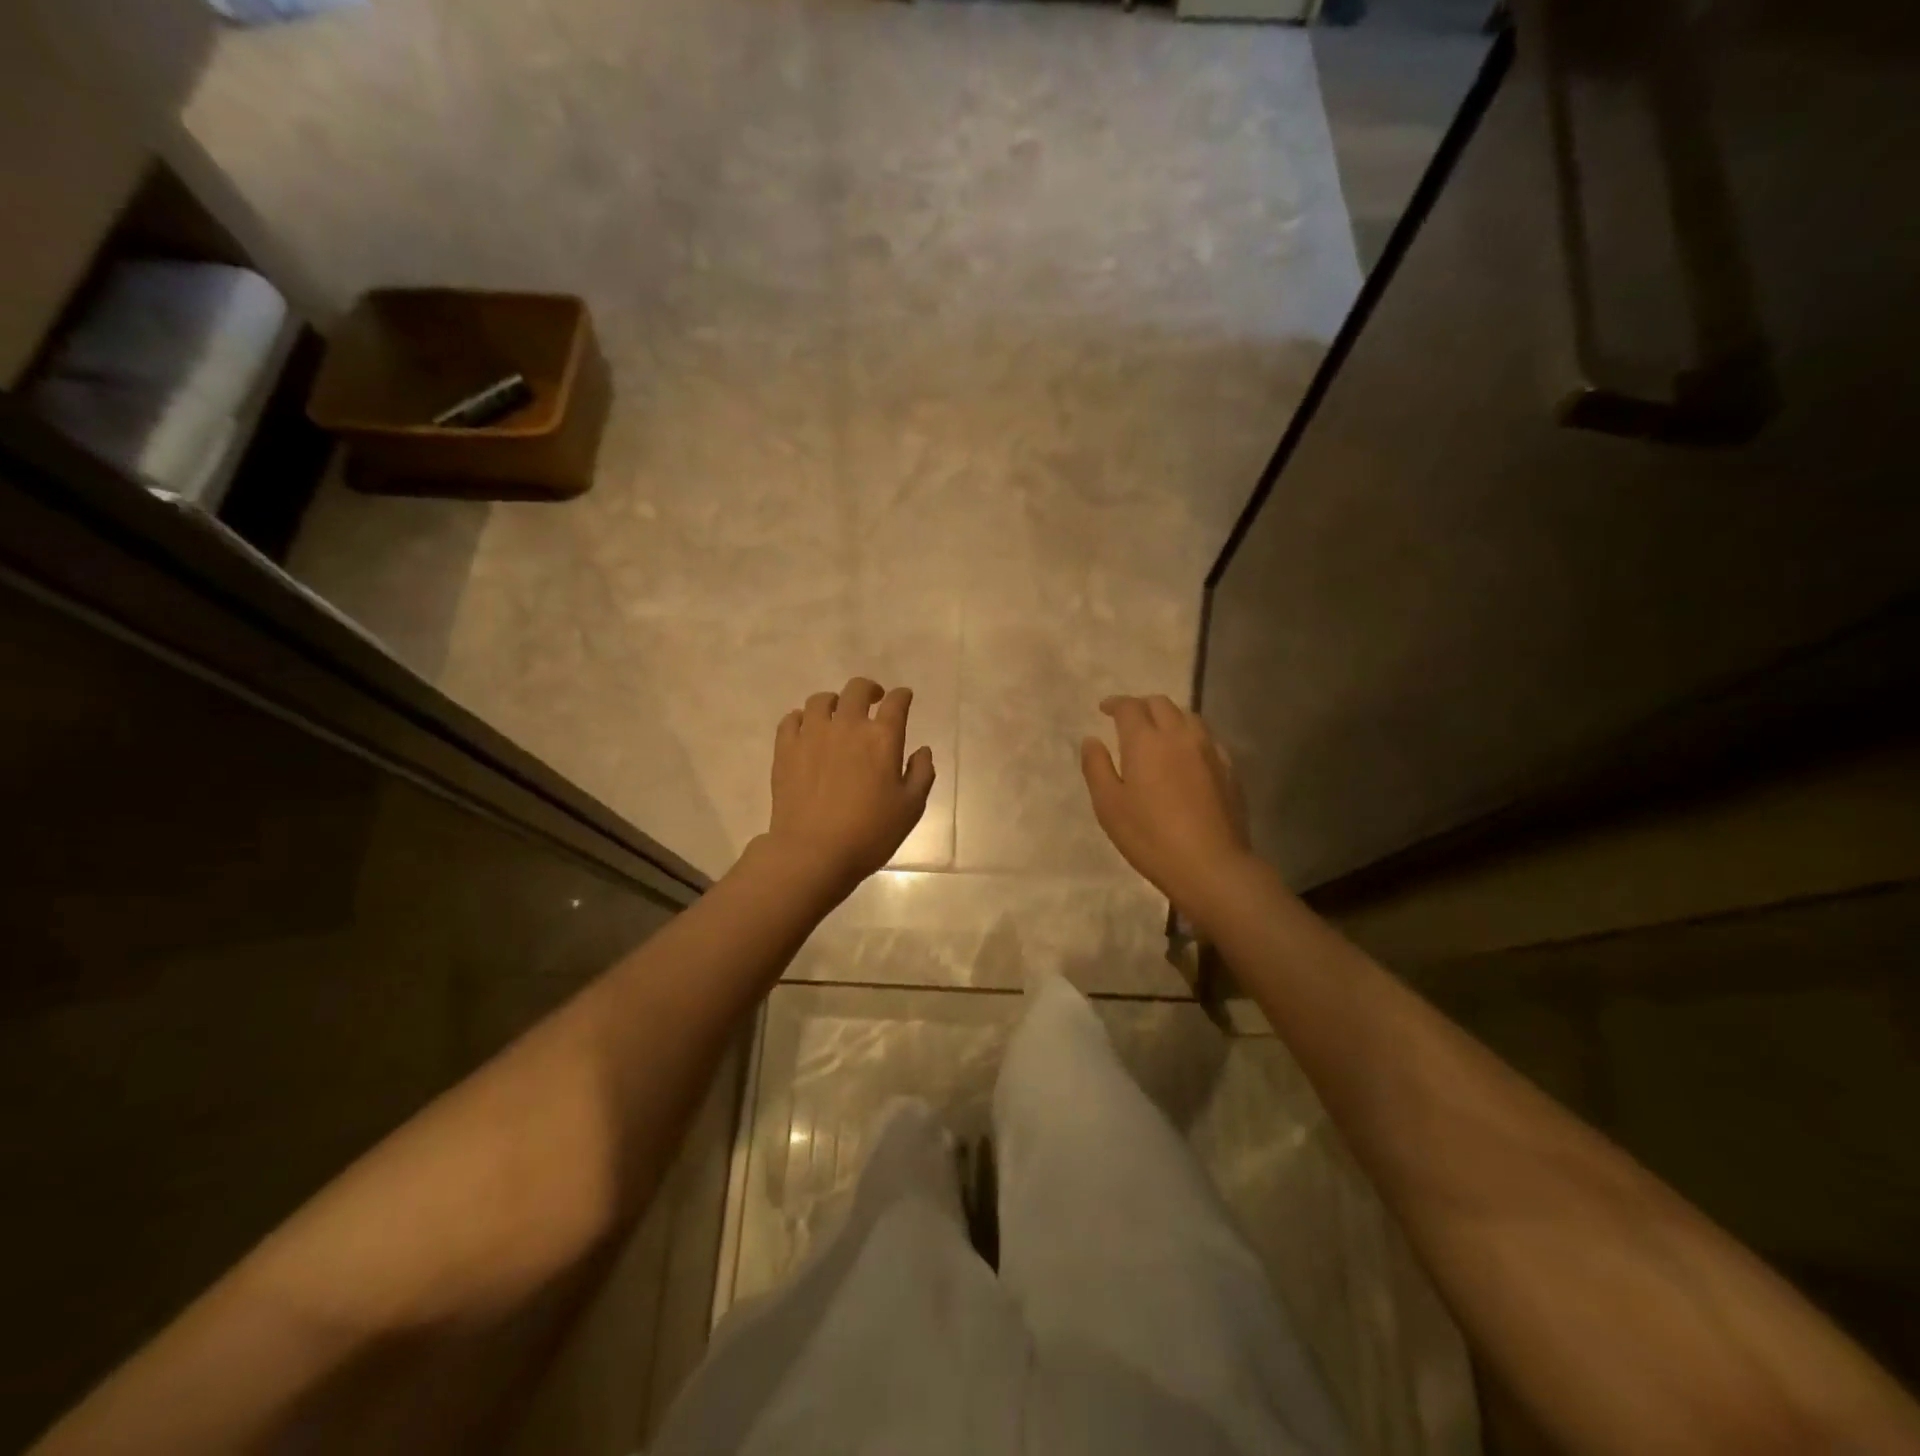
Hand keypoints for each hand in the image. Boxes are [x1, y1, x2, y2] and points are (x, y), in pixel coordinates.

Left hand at [765, 676, 935, 898]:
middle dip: (869, 689)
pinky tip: (807, 730)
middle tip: (873, 700)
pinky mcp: (785, 749)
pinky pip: (791, 719)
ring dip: (834, 702)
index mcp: (882, 738)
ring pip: (821, 700)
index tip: (903, 698)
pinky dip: (802, 718)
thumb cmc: (870, 833)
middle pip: (857, 689)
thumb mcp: (911, 808)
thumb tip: (922, 750)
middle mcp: (847, 726)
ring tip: (837, 714)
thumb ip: (921, 774)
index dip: (902, 696)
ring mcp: (812, 734)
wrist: (813, 852)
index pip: (896, 702)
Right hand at [1081, 694, 1254, 923]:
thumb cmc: (1150, 836)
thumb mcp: (1109, 806)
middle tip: (1128, 719)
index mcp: (1145, 741)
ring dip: (1169, 716)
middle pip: (1161, 704)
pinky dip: (1191, 736)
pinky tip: (1187, 755)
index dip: (1115, 703)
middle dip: (1141, 705)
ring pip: (1188, 716)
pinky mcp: (1229, 769)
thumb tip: (1091, 740)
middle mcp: (1179, 735)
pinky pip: (1208, 738)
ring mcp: (1209, 750)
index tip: (1104, 709)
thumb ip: (1096, 767)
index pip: (1130, 707)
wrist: (1211, 865)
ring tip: (1159, 732)